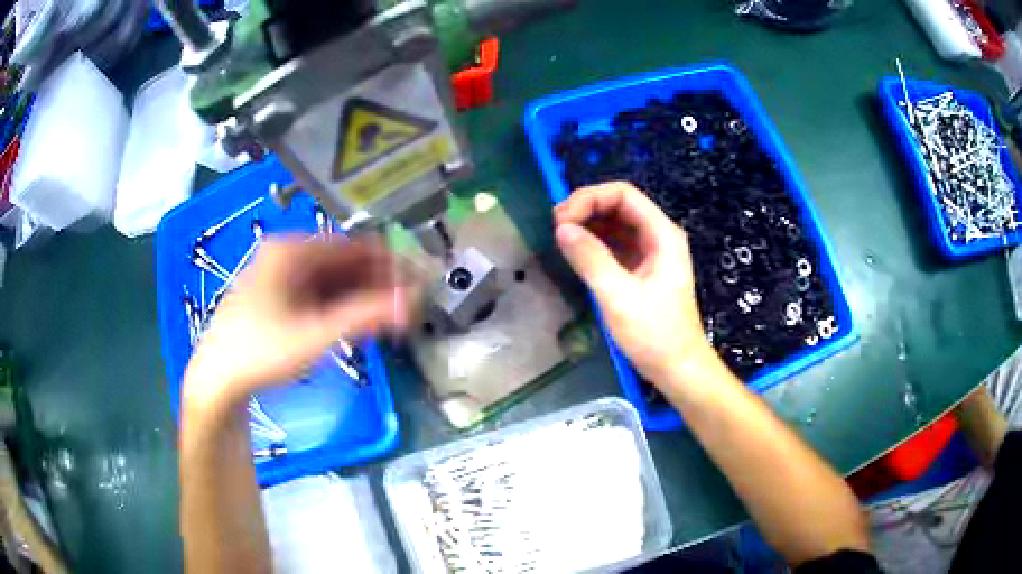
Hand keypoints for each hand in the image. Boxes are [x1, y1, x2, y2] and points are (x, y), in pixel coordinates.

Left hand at [182, 236, 417, 411]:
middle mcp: (286, 256)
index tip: (417, 281)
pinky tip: (360, 322)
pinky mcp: (279, 301)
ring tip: (391, 317)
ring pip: (332, 281)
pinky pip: (319, 296)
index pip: (352, 245)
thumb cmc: (261, 352)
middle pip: (343, 262)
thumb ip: (365, 316)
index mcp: (290, 249)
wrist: (218, 380)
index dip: (388, 262)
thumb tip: (411, 303)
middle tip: (408, 304)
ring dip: (362, 296)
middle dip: (377, 282)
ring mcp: (281, 279)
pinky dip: (342, 307)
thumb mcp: (315, 334)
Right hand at [554, 182, 714, 383]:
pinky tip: (575, 253)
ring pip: (615, 224)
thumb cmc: (654, 334)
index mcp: (661, 234)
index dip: (589, 198)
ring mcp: (650, 253)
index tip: (561, 219)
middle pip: (618, 205)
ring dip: (588, 225)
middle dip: (586, 209)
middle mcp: (658, 236)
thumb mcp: (618, 296)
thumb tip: (561, 229)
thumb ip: (590, 258)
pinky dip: (594, 244)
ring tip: (560, 238)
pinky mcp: (641, 270)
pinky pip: (615, 245)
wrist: (678, 369)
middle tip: (555, 228)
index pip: (623, 194)